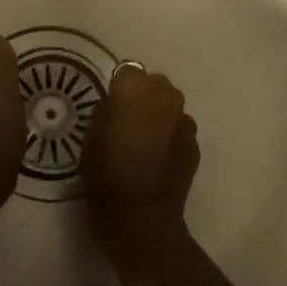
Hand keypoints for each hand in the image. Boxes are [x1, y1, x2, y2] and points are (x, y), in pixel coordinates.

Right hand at [82, 66, 199, 267]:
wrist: (138, 213)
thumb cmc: (104, 170)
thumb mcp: (91, 133)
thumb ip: (107, 108)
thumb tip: (117, 102)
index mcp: (134, 89)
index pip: (128, 71)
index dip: (119, 87)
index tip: (112, 104)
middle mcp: (164, 96)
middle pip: (155, 84)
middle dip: (144, 96)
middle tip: (129, 119)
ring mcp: (184, 120)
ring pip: (171, 106)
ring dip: (160, 115)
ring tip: (145, 139)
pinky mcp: (195, 143)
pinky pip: (180, 130)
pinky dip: (171, 136)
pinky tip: (159, 157)